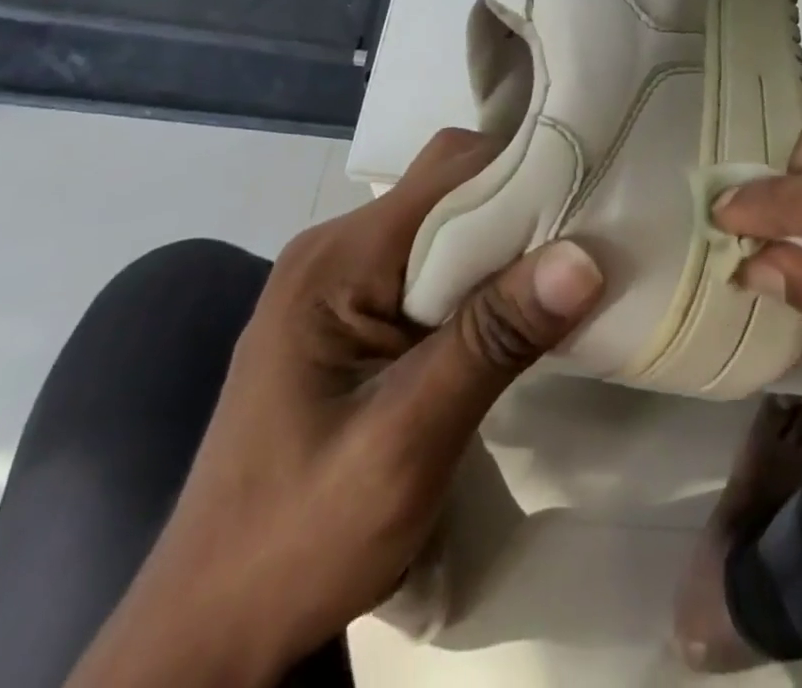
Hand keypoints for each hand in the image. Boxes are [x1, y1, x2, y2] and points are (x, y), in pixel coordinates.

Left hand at [66, 129, 604, 687]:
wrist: (210, 629)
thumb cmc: (298, 540)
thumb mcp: (405, 445)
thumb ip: (491, 343)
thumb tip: (584, 258)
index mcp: (337, 260)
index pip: (449, 172)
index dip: (524, 174)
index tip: (591, 204)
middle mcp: (336, 249)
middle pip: (449, 188)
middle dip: (521, 207)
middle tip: (588, 247)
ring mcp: (340, 279)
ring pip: (445, 224)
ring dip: (504, 246)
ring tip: (563, 279)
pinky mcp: (352, 313)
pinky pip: (431, 263)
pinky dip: (480, 276)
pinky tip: (511, 314)